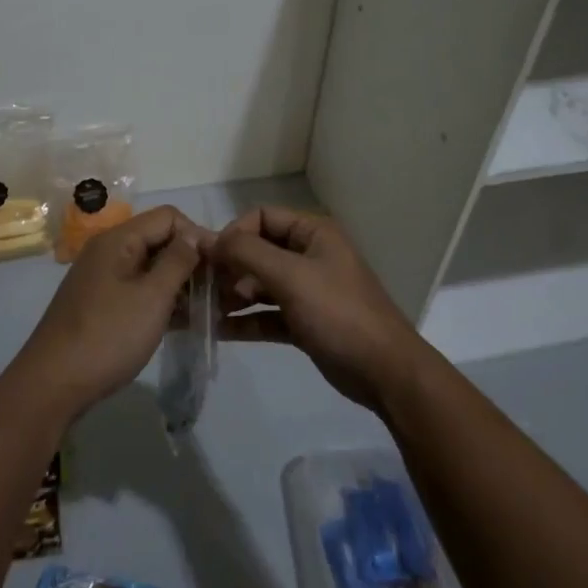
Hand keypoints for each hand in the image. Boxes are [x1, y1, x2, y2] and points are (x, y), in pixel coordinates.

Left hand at [13, 204, 204, 419]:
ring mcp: (103, 280)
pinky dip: (162, 301)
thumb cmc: (108, 336)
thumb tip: (195, 234)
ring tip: (208, 308)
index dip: (198, 235)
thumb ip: (178, 260)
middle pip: (159, 240)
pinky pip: (139, 291)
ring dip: (179, 284)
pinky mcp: (102, 306)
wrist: (53, 385)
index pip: (169, 217)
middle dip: (191, 260)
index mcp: (118, 240)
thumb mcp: (152, 297)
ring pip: (151, 268)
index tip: (221, 266)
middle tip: (219, 290)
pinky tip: (184, 322)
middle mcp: (109, 252)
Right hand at [209, 206, 432, 411]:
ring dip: (233, 295)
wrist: (384, 370)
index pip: (262, 217)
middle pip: (258, 251)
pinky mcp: (304, 322)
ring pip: (260, 284)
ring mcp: (308, 290)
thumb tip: (207, 239)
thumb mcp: (291, 276)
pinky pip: (267, 314)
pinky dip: (246, 320)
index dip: (233, 233)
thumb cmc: (338, 313)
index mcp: (313, 233)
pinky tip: (218, 330)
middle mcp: (310, 256)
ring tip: (206, 311)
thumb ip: (247, 253)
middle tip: (203, 290)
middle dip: (229, 267)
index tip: (209, 259)